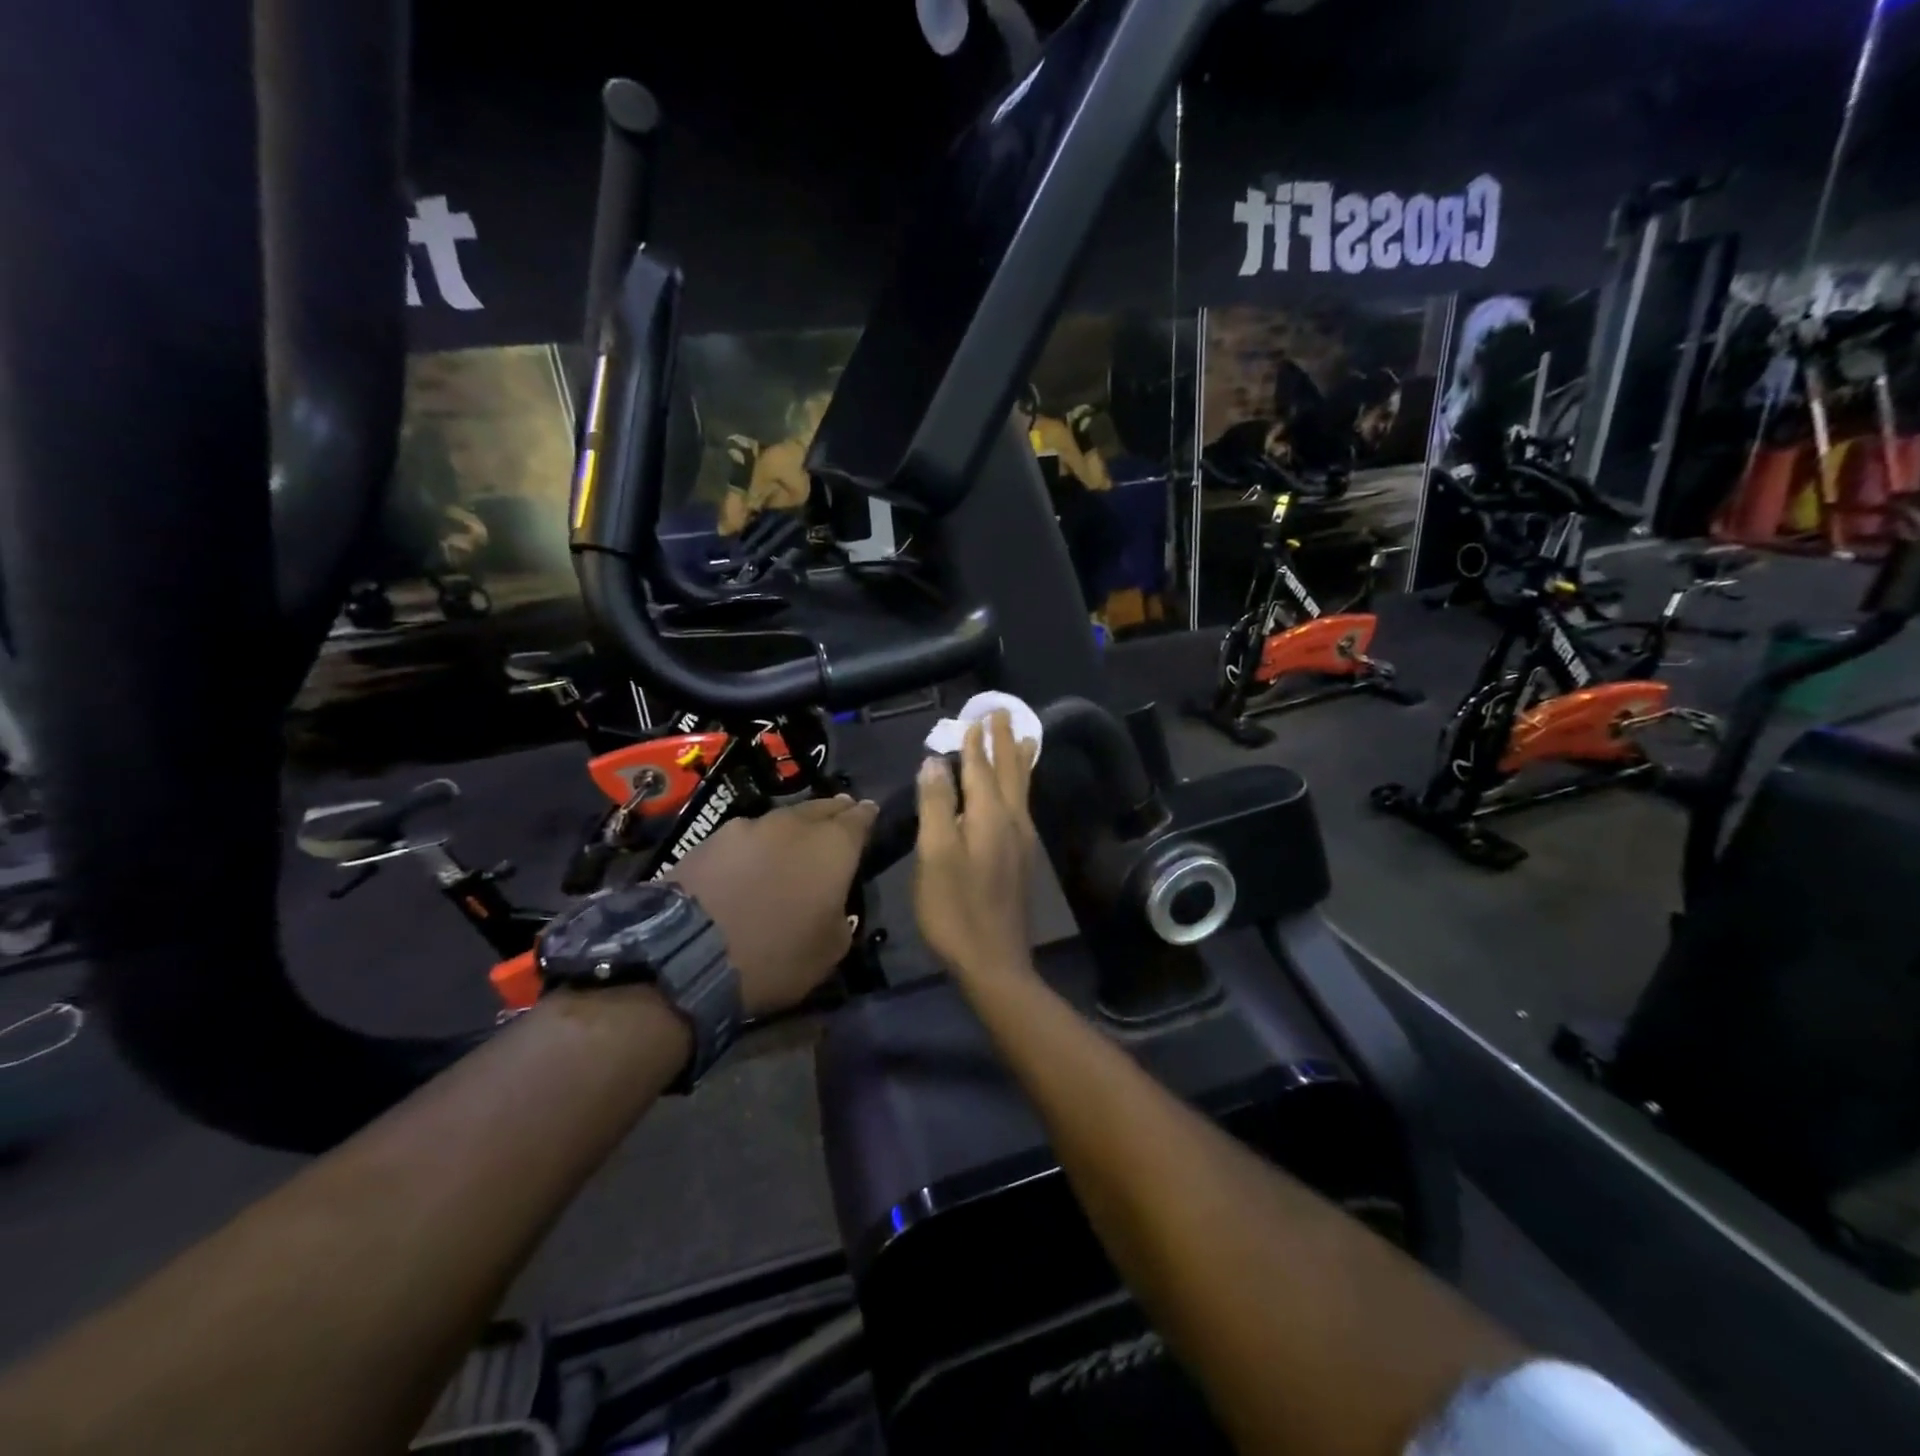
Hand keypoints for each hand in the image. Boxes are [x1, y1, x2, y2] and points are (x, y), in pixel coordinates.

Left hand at [670, 795, 877, 1015]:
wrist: (685, 955)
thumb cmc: (774, 956)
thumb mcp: (831, 949)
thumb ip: (842, 914)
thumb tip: (832, 901)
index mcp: (833, 845)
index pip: (860, 817)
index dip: (867, 816)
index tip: (870, 813)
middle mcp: (794, 824)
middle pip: (822, 808)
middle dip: (834, 813)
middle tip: (839, 819)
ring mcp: (748, 826)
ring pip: (782, 819)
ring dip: (794, 828)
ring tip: (794, 843)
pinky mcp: (709, 839)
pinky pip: (746, 836)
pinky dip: (757, 845)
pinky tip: (751, 863)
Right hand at [913, 712, 1040, 979]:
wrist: (993, 961)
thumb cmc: (955, 908)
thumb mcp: (935, 855)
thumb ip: (937, 805)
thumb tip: (934, 762)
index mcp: (990, 816)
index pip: (981, 768)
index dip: (976, 742)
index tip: (977, 716)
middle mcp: (1012, 822)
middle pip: (1009, 772)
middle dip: (1004, 742)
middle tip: (1003, 713)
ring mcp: (1021, 842)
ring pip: (1022, 789)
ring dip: (1019, 761)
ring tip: (1026, 739)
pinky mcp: (1021, 860)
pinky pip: (1023, 806)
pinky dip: (1021, 786)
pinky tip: (1018, 793)